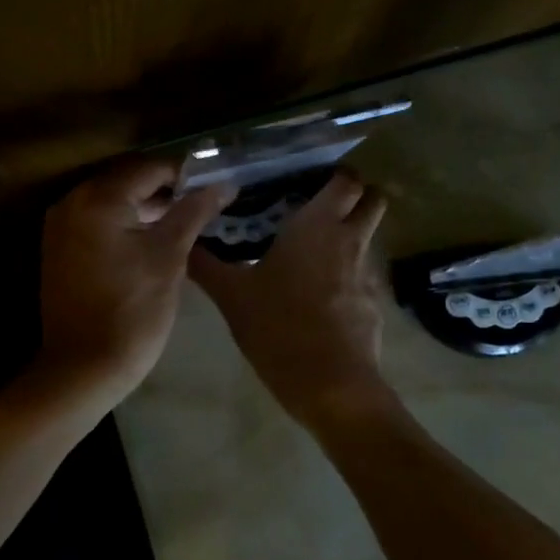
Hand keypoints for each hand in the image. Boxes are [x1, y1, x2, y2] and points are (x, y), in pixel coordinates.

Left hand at [37, 160, 234, 408]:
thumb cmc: (132, 311)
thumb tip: (222, 184)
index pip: (149, 168)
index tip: (215, 186)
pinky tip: (152, 242)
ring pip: (112, 204)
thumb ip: (193, 212)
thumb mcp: (169, 257)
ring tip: (185, 224)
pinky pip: (97, 223)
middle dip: (166, 192)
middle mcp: (71, 203)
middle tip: (204, 206)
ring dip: (146, 209)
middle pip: (127, 182)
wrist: (83, 369)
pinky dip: (124, 226)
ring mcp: (60, 227)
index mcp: (98, 199)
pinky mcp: (59, 251)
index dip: (186, 175)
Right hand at [189, 170, 392, 425]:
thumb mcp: (232, 297)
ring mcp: (368, 274)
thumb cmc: (279, 328)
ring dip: (350, 237)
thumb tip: (184, 244)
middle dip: (355, 197)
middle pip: (372, 201)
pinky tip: (321, 296)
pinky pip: (364, 276)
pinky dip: (348, 275)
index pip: (346, 180)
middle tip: (319, 207)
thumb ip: (207, 266)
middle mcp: (350, 241)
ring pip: (368, 239)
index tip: (311, 179)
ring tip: (313, 253)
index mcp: (318, 226)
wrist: (331, 385)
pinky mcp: (375, 305)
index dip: (336, 174)